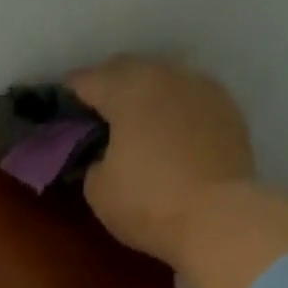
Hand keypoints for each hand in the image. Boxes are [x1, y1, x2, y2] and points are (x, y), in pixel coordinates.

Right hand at [66, 55, 256, 267]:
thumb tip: (104, 155)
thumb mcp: (98, 190)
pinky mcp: (228, 111)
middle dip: (108, 84)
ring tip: (135, 119)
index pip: (88, 80)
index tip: (59, 104)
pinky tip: (169, 132)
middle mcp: (167, 77)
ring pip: (164, 78)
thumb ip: (93, 161)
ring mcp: (203, 89)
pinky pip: (190, 99)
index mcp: (128, 91)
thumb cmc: (148, 203)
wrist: (219, 218)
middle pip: (129, 68)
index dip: (69, 92)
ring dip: (145, 93)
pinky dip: (174, 109)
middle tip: (95, 111)